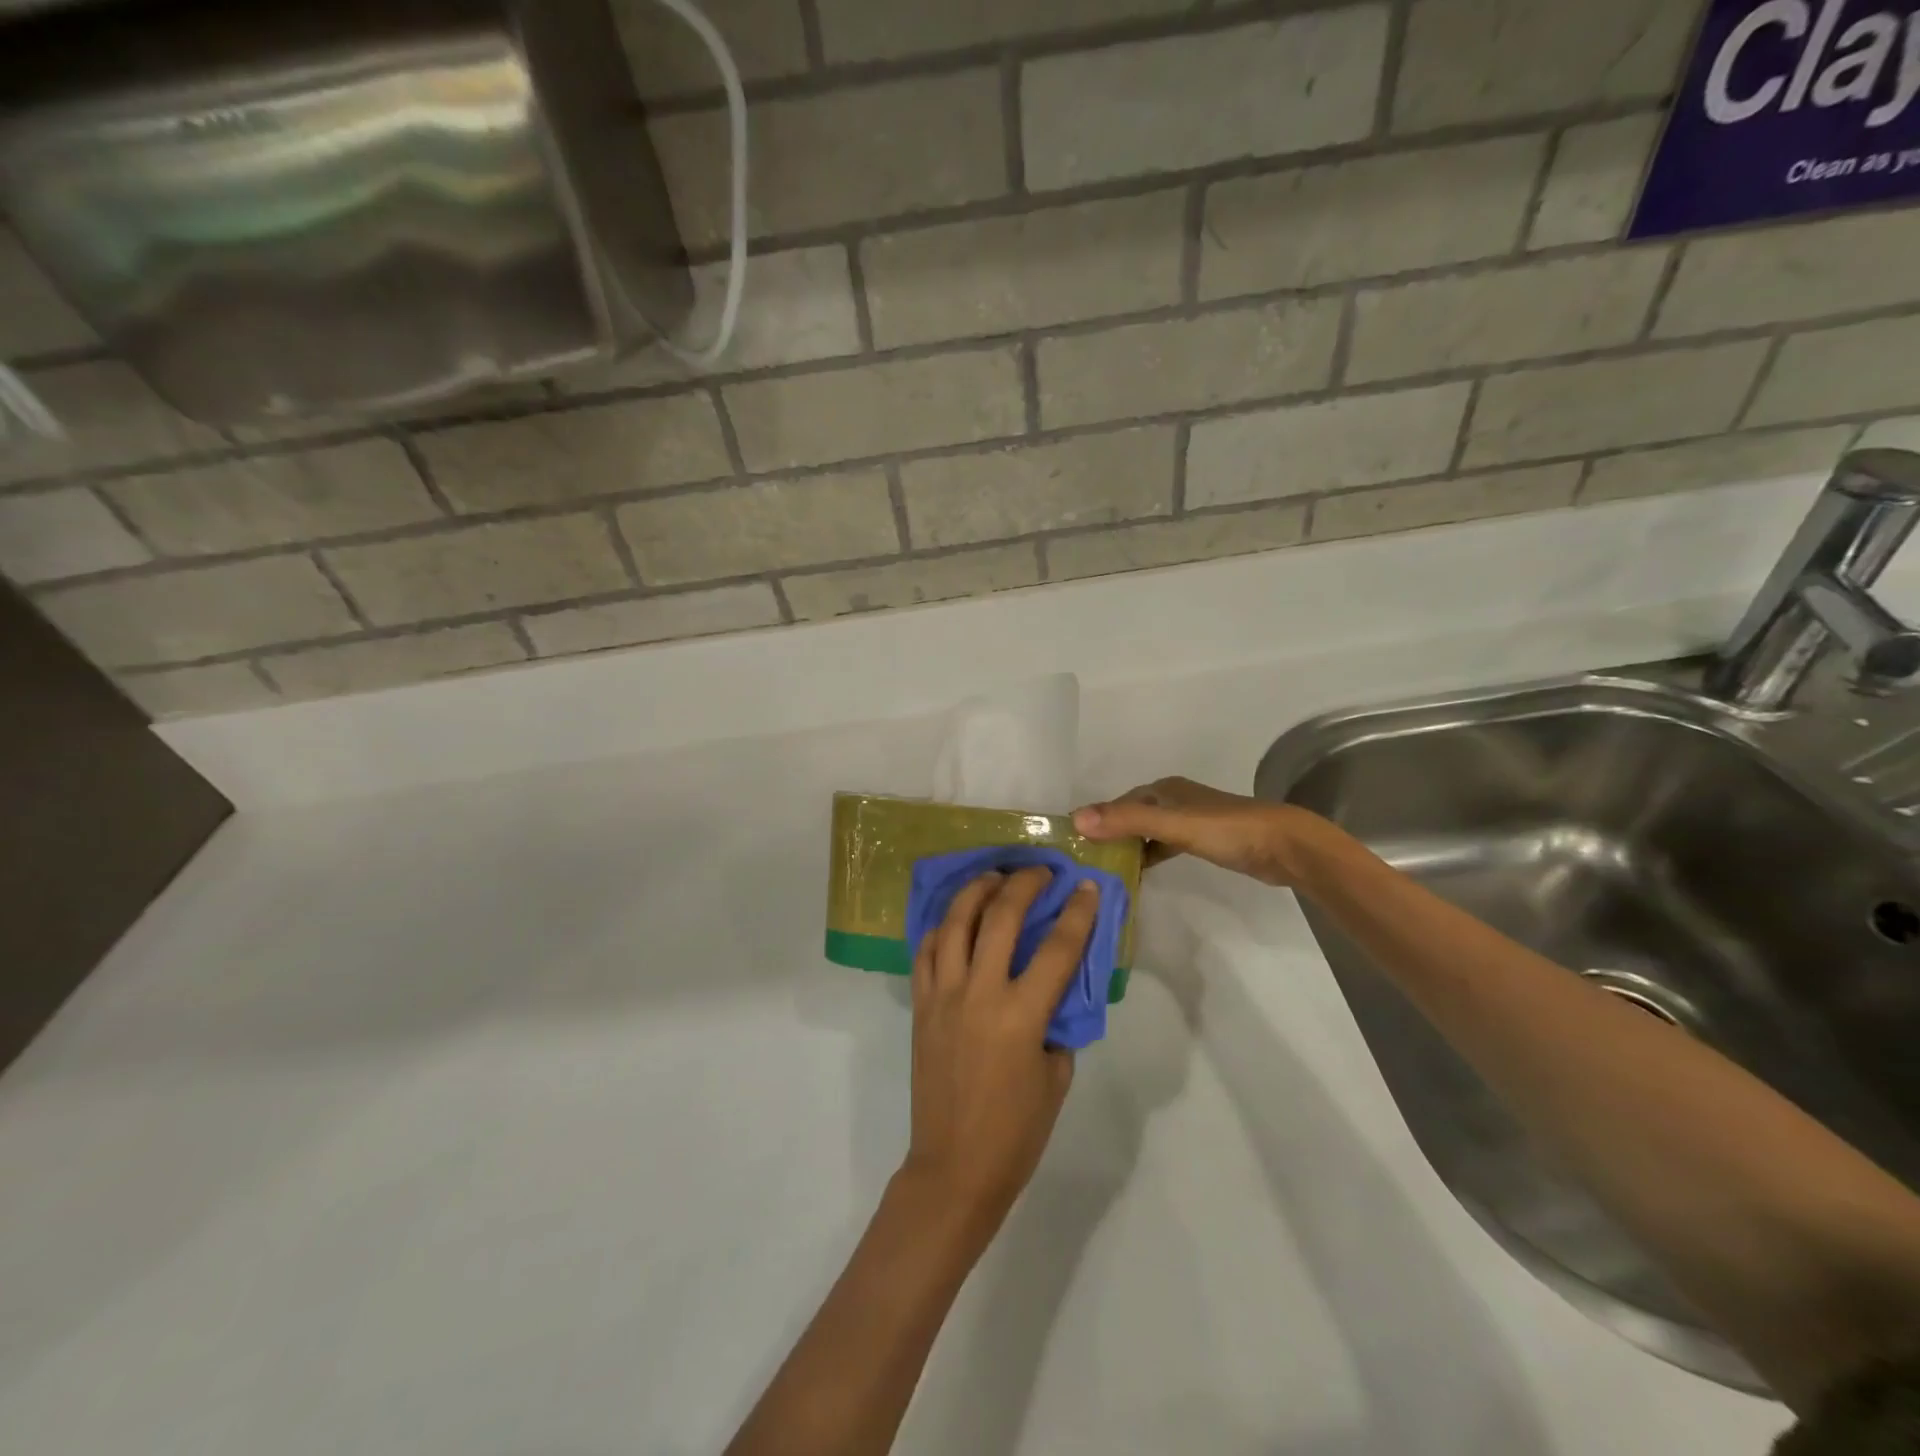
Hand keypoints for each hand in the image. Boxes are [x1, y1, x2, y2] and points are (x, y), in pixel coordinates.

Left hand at [904, 867, 1096, 1237]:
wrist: (954, 1166)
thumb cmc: (1016, 1132)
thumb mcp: (1056, 1078)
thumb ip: (1056, 1025)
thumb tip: (1054, 989)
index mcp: (1021, 1015)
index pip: (1057, 948)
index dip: (1078, 912)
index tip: (1089, 886)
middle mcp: (979, 993)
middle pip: (1000, 917)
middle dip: (1024, 884)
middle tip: (1040, 871)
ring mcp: (943, 996)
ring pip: (955, 923)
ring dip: (976, 890)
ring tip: (993, 876)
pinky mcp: (920, 1005)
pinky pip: (926, 952)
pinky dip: (942, 927)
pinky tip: (955, 918)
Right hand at [1072, 776, 1315, 885]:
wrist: (1282, 846)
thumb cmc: (1225, 830)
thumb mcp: (1171, 825)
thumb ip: (1126, 821)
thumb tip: (1075, 819)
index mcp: (1163, 790)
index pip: (1118, 803)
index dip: (1095, 819)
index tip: (1072, 843)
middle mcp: (1173, 800)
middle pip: (1131, 816)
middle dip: (1108, 834)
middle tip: (1084, 861)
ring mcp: (1189, 820)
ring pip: (1147, 832)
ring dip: (1128, 847)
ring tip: (1104, 870)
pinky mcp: (1203, 840)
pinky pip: (1164, 845)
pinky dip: (1149, 855)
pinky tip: (1139, 872)